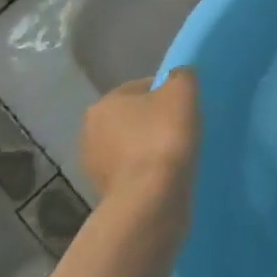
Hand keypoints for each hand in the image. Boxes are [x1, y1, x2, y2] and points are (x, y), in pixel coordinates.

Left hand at [79, 68, 200, 217]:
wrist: (150, 200)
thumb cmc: (163, 137)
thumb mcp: (182, 91)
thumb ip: (181, 76)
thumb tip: (178, 76)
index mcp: (104, 103)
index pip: (142, 87)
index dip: (167, 94)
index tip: (186, 108)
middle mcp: (90, 132)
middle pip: (134, 118)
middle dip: (155, 122)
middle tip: (183, 130)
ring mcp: (94, 167)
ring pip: (132, 147)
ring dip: (151, 149)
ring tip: (178, 156)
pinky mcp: (105, 195)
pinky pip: (133, 174)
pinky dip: (148, 173)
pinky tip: (167, 177)